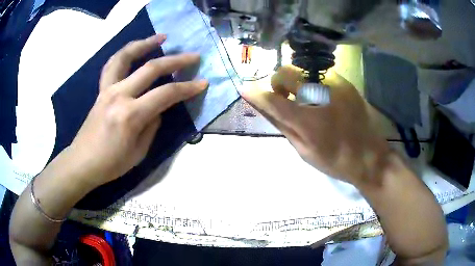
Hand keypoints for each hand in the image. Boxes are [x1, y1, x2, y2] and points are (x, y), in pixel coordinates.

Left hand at [68, 34, 207, 186]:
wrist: (82, 162)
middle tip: (194, 55)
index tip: (203, 83)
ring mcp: (107, 89)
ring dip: (145, 43)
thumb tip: (158, 108)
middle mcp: (119, 95)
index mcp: (131, 115)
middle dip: (176, 60)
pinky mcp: (101, 90)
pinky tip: (135, 50)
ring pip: (126, 56)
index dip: (187, 88)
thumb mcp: (139, 152)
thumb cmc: (111, 163)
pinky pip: (112, 65)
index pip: (166, 94)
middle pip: (151, 68)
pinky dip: (125, 53)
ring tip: (161, 37)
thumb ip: (152, 125)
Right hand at [241, 65, 389, 185]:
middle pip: (286, 73)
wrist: (370, 156)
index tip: (244, 89)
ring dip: (297, 83)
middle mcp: (320, 96)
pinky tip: (323, 98)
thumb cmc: (335, 161)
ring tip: (307, 100)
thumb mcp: (304, 151)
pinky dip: (314, 83)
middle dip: (279, 83)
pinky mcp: (345, 82)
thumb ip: (283, 125)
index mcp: (307, 120)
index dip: (255, 93)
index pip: (273, 100)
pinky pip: (320, 74)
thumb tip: (264, 107)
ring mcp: (335, 85)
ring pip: (303, 71)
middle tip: (284, 97)